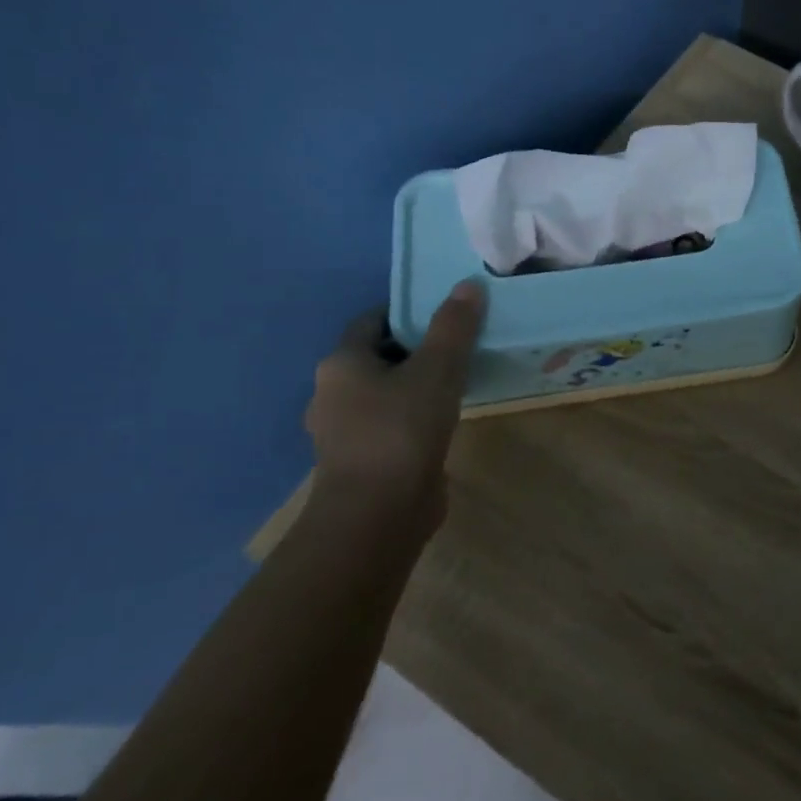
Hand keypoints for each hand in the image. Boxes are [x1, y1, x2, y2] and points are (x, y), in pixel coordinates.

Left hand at [304, 280, 486, 527]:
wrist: (377, 516)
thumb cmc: (400, 430)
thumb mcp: (436, 370)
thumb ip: (453, 327)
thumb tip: (468, 284)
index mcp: (342, 364)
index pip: (373, 321)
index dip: (409, 312)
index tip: (446, 313)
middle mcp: (333, 393)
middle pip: (379, 357)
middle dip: (417, 349)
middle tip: (460, 344)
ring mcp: (344, 432)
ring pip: (385, 393)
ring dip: (416, 386)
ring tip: (458, 381)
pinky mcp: (362, 462)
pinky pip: (390, 425)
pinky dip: (413, 417)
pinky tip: (444, 421)